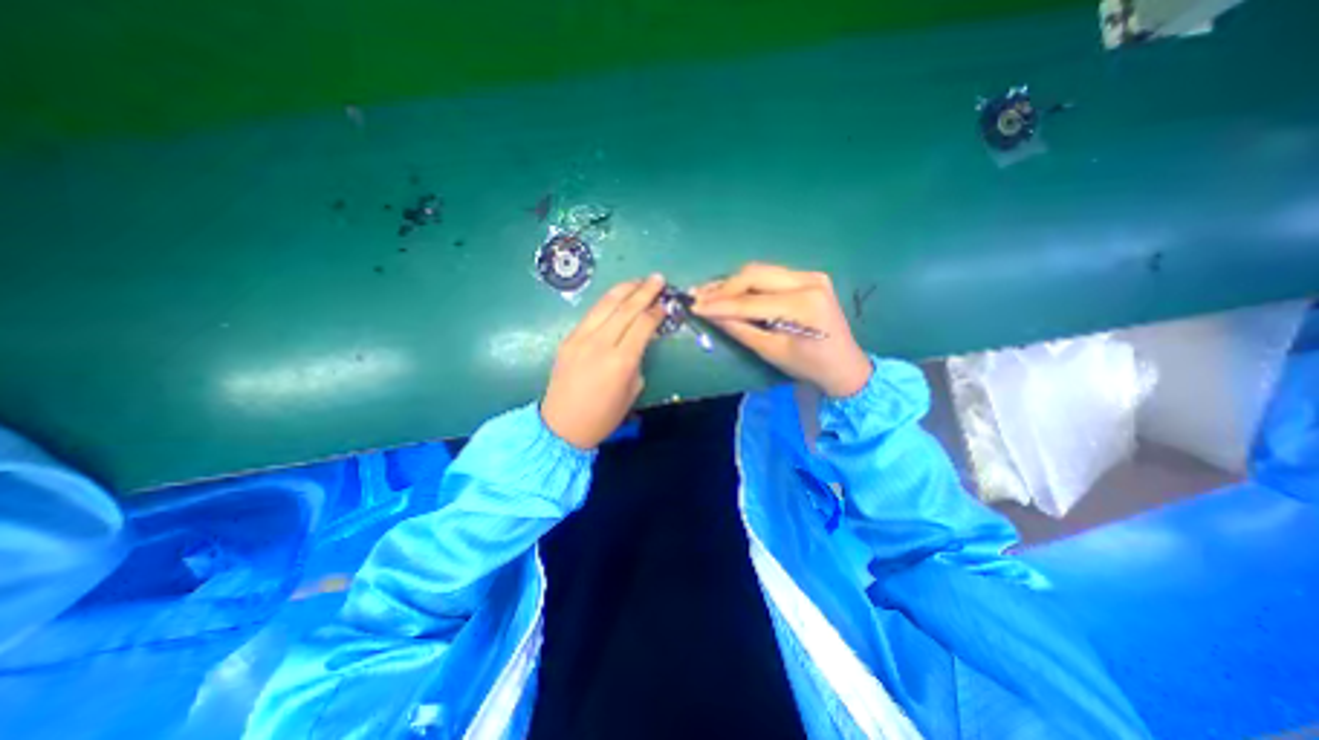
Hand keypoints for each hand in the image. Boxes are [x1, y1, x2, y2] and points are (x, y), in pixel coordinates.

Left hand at [539, 273, 664, 448]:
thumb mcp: (632, 390)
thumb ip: (637, 360)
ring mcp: (581, 338)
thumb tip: (638, 341)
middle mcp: (600, 344)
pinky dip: (607, 302)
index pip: (643, 325)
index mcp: (621, 361)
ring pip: (606, 305)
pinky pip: (592, 314)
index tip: (666, 304)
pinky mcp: (568, 338)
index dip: (657, 311)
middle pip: (626, 308)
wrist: (562, 425)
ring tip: (639, 280)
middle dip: (645, 291)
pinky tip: (617, 297)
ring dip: (624, 289)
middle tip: (658, 278)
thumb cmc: (603, 415)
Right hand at [695, 260, 872, 396]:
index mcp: (803, 305)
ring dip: (733, 283)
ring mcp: (810, 275)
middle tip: (698, 298)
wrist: (844, 365)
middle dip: (723, 287)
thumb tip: (710, 314)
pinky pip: (769, 275)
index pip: (750, 301)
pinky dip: (748, 284)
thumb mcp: (771, 351)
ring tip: (708, 293)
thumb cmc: (808, 366)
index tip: (694, 306)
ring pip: (760, 271)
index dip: (719, 304)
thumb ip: (740, 329)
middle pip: (753, 275)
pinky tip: (731, 291)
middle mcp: (808, 281)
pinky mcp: (808, 277)